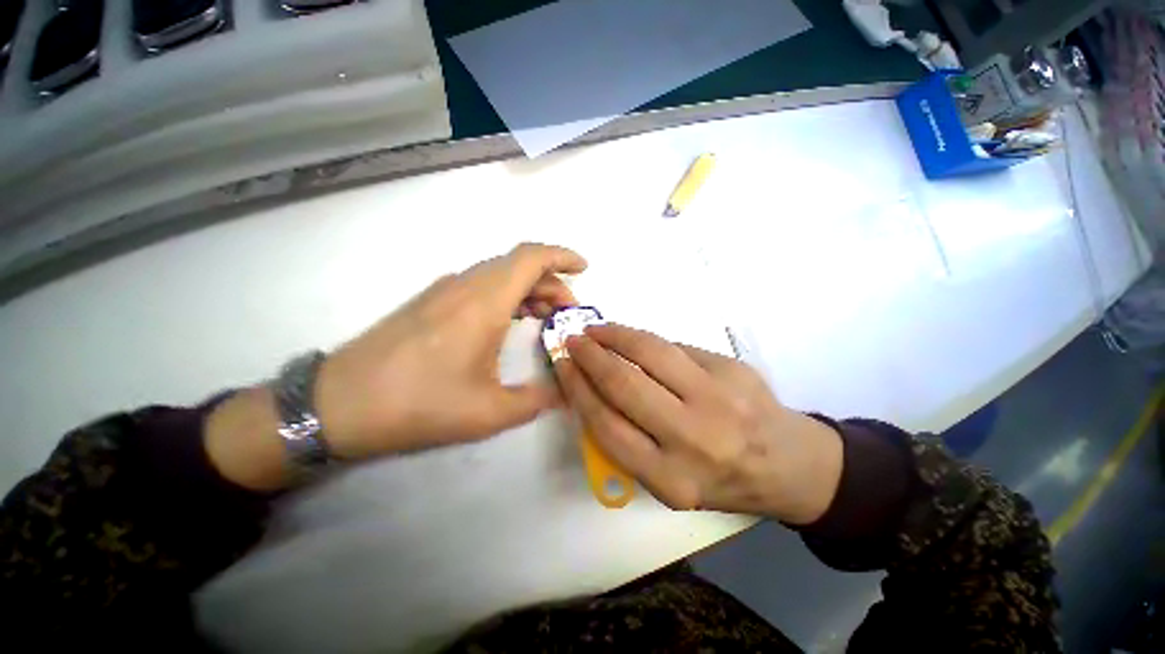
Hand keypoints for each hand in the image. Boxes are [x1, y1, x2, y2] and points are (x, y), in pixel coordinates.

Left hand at [314, 243, 586, 458]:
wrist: (339, 403)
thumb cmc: (418, 403)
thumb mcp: (487, 412)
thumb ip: (536, 400)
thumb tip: (565, 393)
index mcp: (484, 302)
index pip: (531, 257)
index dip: (562, 256)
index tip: (584, 269)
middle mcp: (466, 285)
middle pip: (519, 265)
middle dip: (552, 282)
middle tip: (568, 312)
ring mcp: (445, 290)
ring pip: (500, 274)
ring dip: (529, 288)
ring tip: (545, 317)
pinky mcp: (431, 301)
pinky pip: (481, 285)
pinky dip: (507, 295)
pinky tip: (510, 322)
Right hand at [553, 324, 842, 523]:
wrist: (790, 464)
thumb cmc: (721, 479)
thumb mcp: (670, 482)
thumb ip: (629, 440)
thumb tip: (593, 387)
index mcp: (672, 479)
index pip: (606, 425)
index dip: (578, 389)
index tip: (563, 366)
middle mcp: (694, 439)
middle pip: (625, 384)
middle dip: (591, 356)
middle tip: (574, 340)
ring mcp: (718, 398)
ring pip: (650, 352)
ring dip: (615, 335)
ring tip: (597, 330)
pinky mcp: (733, 369)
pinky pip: (676, 346)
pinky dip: (646, 339)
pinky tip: (632, 338)